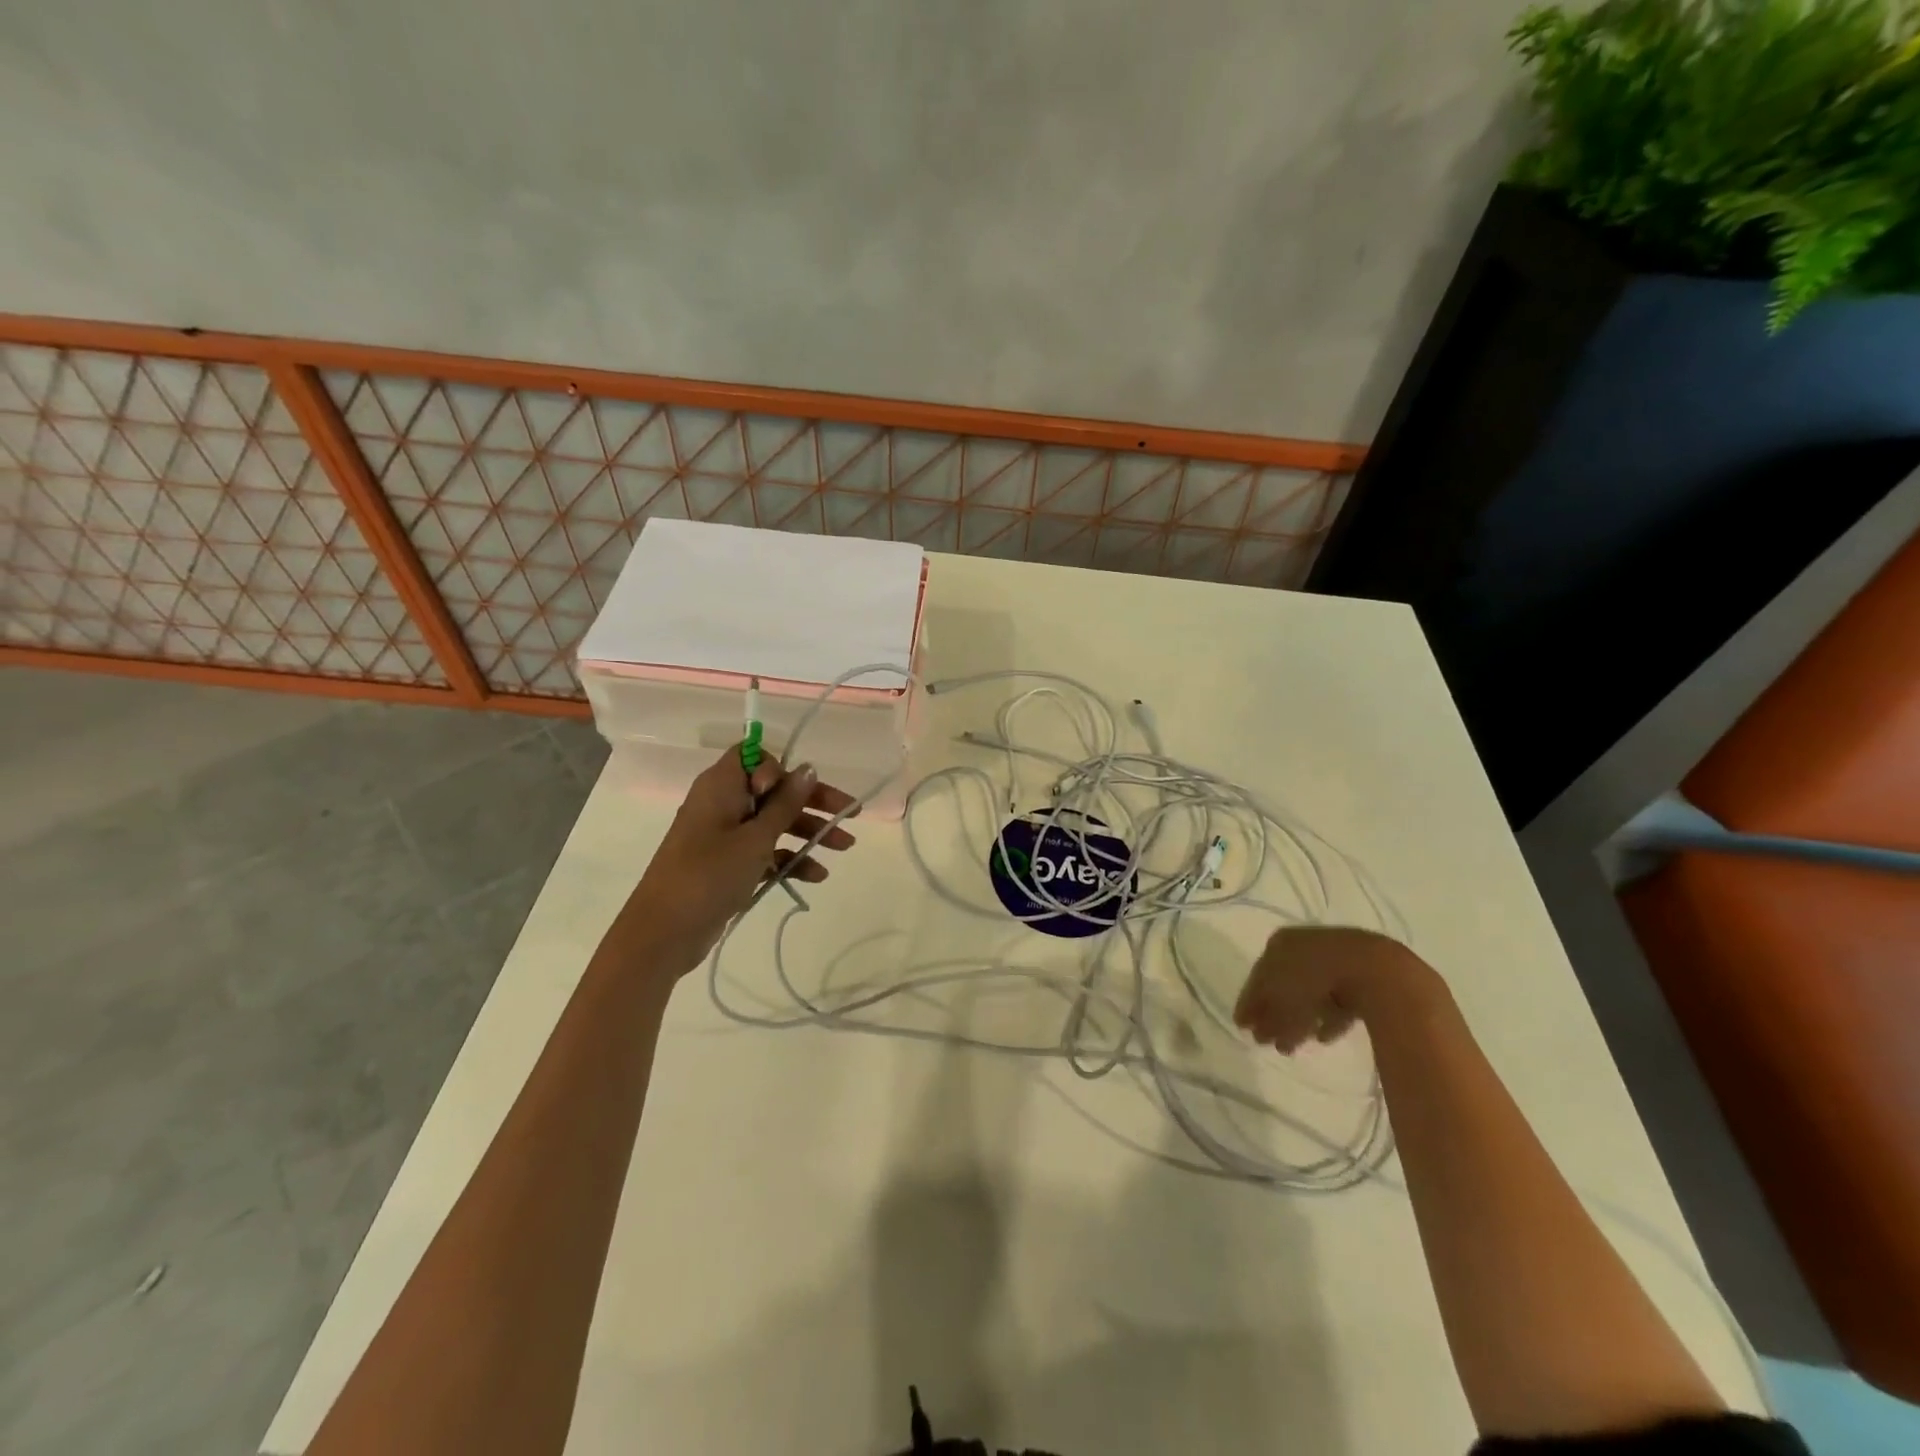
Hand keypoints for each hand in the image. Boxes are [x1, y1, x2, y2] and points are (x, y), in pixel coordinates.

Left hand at [617, 746, 857, 971]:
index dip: (778, 768)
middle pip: (774, 791)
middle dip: (812, 803)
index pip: (753, 756)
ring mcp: (724, 836)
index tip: (792, 791)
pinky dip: (789, 859)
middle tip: (851, 815)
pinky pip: (765, 851)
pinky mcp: (728, 865)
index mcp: (720, 786)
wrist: (663, 933)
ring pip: (774, 822)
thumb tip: (808, 768)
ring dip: (808, 833)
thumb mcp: (755, 838)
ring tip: (844, 847)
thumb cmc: (709, 875)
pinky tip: (816, 876)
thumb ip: (785, 804)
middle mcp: (722, 804)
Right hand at [1233, 926, 1437, 1051]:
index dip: (1249, 1003)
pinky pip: (1336, 1000)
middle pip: (1282, 985)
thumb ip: (1263, 1015)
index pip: (1258, 976)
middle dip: (1273, 1014)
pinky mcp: (1361, 976)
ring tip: (1292, 1047)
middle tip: (1266, 1041)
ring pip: (1308, 993)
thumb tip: (1254, 1030)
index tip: (1243, 1027)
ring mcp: (1334, 960)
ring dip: (1298, 1020)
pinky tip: (1323, 1038)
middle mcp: (1303, 946)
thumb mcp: (1279, 999)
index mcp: (1279, 944)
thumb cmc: (1314, 978)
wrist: (1373, 970)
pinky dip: (1326, 1018)